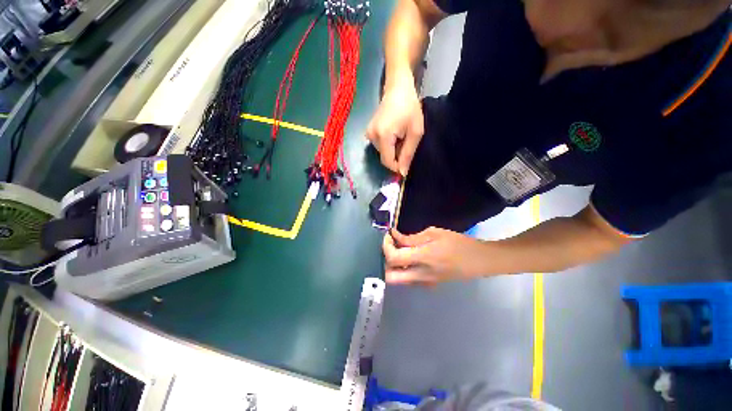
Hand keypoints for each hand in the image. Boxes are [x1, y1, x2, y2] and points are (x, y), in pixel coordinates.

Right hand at [366, 75, 423, 175]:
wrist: (397, 88)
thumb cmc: (410, 108)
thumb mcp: (415, 132)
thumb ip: (408, 154)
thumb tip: (402, 173)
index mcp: (383, 136)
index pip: (387, 162)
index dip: (397, 167)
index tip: (407, 162)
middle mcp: (372, 137)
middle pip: (384, 158)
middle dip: (396, 157)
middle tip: (406, 143)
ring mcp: (368, 134)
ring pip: (382, 153)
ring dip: (392, 151)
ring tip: (401, 137)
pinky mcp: (368, 132)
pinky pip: (379, 147)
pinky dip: (388, 146)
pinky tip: (394, 135)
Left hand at [382, 227, 488, 285]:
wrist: (480, 261)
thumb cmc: (459, 243)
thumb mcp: (434, 233)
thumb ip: (412, 238)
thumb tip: (395, 236)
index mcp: (423, 258)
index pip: (393, 258)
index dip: (386, 246)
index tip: (389, 235)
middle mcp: (420, 275)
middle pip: (390, 277)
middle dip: (385, 261)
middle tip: (392, 246)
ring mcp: (425, 283)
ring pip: (398, 280)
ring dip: (393, 266)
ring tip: (400, 250)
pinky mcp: (429, 285)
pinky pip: (409, 279)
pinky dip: (403, 270)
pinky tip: (411, 258)